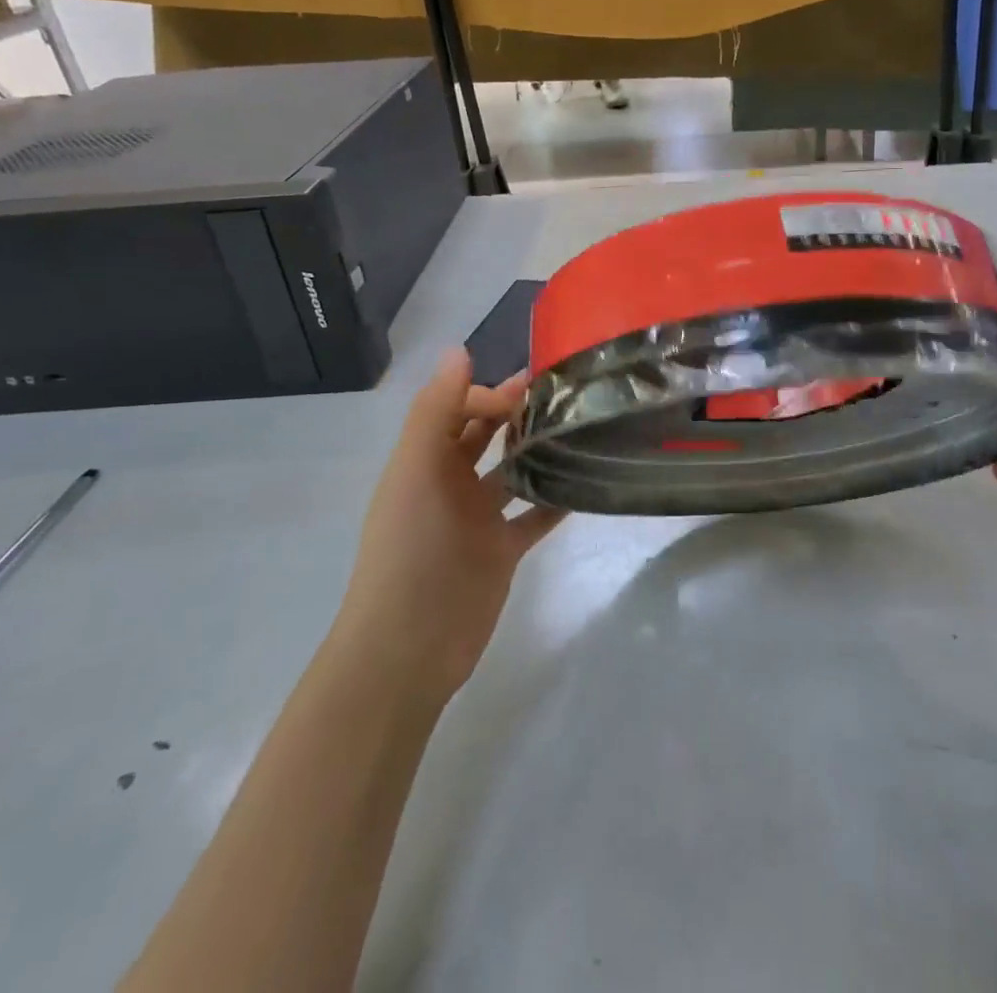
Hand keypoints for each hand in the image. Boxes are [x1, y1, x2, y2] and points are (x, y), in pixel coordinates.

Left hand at [335, 349, 564, 697]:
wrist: (409, 646)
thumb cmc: (410, 550)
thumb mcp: (416, 470)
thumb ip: (436, 410)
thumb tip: (460, 350)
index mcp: (425, 460)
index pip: (458, 409)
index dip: (488, 393)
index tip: (526, 392)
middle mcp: (451, 483)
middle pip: (485, 436)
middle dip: (516, 411)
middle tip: (566, 393)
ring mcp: (478, 519)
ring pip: (513, 472)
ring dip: (538, 451)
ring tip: (581, 428)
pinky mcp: (502, 551)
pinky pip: (534, 516)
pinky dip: (556, 500)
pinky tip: (586, 480)